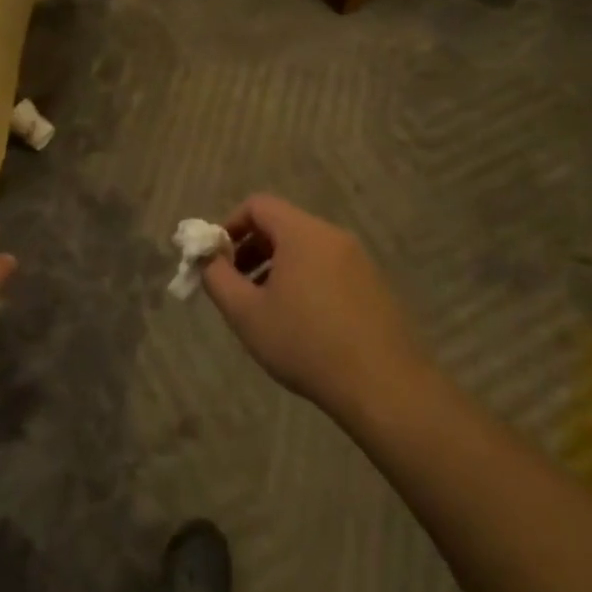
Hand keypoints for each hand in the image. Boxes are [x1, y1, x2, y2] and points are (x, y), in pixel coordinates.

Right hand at [201, 195, 423, 415]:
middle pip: (282, 225)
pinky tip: (299, 323)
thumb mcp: (246, 314)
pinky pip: (327, 268)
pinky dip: (303, 280)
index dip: (229, 225)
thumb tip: (206, 259)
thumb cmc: (306, 344)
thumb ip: (217, 278)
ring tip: (264, 308)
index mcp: (303, 234)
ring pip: (305, 249)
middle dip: (250, 249)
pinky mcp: (374, 286)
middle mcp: (333, 237)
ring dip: (276, 267)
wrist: (385, 386)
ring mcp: (359, 261)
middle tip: (235, 286)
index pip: (258, 205)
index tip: (216, 259)